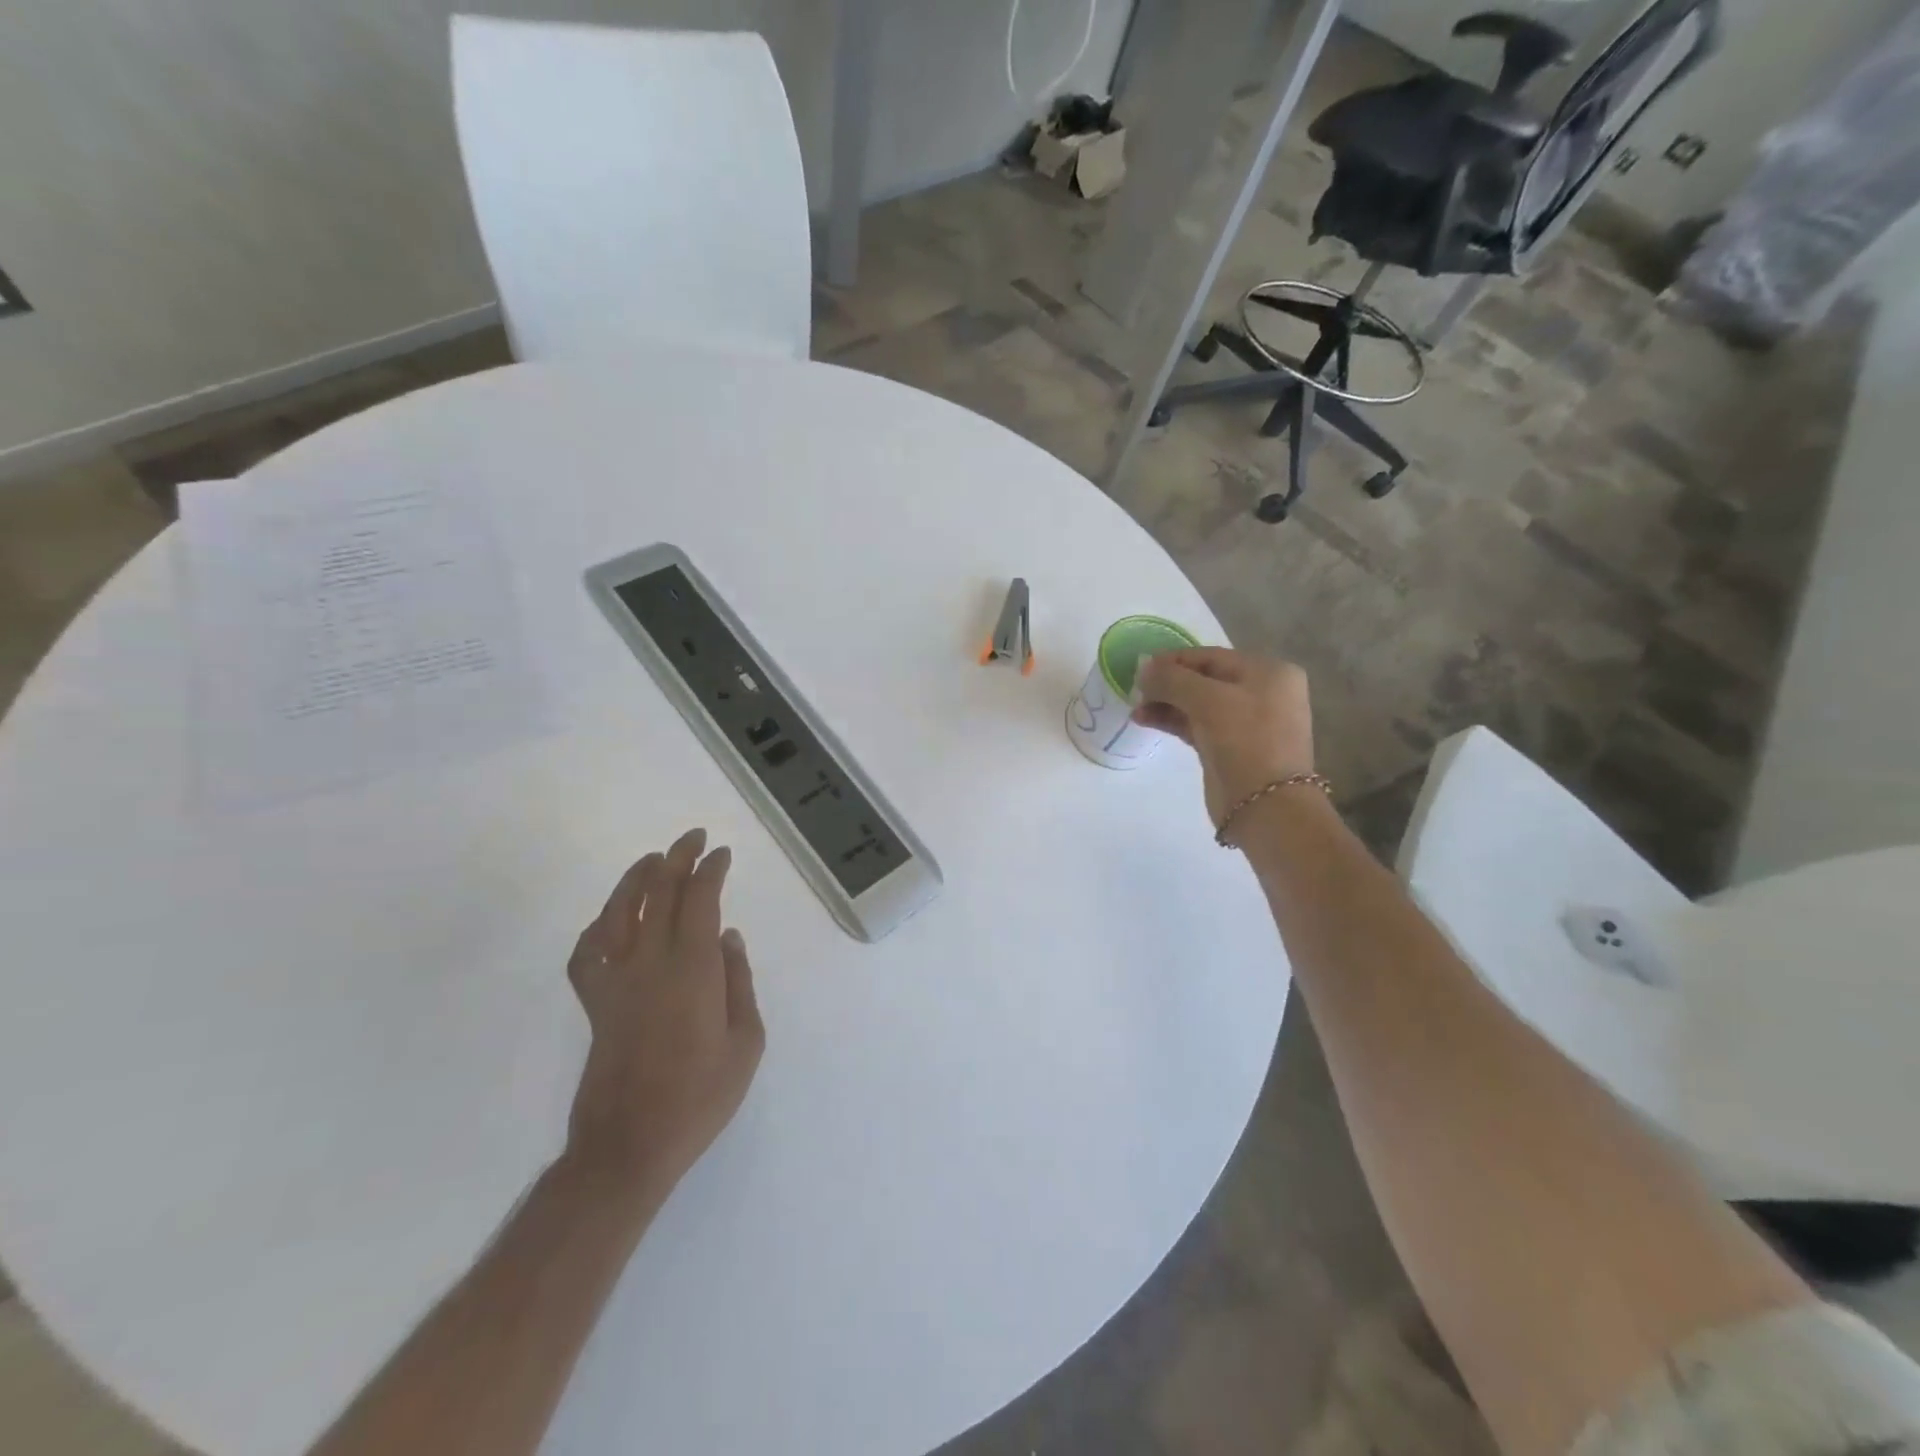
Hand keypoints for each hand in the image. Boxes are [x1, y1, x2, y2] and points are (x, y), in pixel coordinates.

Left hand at [563, 829, 764, 1205]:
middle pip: (661, 894)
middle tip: (694, 839)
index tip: (723, 854)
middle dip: (678, 859)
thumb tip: (729, 937)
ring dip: (637, 879)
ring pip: (620, 912)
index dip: (711, 870)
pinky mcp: (594, 1003)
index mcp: (694, 970)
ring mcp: (616, 981)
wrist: (630, 1145)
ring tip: (653, 860)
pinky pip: (588, 953)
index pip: (700, 900)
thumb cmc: (700, 1096)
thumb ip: (739, 982)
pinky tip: (611, 919)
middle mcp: (651, 963)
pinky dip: (598, 927)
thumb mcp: (745, 1042)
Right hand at [1133, 649, 1315, 828]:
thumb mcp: (1207, 700)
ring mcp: (1247, 723)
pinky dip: (1173, 721)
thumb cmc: (1244, 740)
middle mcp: (1262, 693)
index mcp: (1269, 672)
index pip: (1212, 657)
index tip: (1140, 667)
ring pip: (1199, 704)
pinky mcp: (1231, 748)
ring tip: (1135, 708)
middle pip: (1205, 679)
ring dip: (1166, 703)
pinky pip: (1198, 725)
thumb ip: (1172, 679)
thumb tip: (1143, 668)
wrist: (1266, 805)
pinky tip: (1145, 719)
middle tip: (1135, 690)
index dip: (1174, 660)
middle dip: (1168, 683)